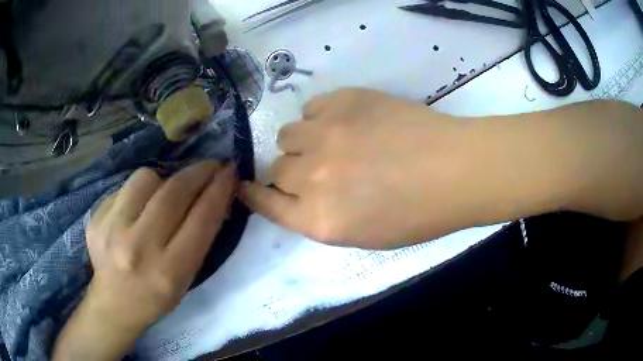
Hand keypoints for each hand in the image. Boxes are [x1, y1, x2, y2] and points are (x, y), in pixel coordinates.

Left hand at [87, 161, 235, 325]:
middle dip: (198, 172)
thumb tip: (213, 194)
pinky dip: (138, 192)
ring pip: (146, 178)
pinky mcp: (96, 218)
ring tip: (164, 192)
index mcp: (168, 271)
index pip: (201, 219)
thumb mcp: (186, 279)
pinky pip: (125, 187)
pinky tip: (138, 208)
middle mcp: (138, 248)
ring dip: (163, 179)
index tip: (230, 172)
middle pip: (174, 192)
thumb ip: (199, 239)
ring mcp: (111, 230)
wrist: (114, 304)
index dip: (219, 190)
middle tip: (210, 166)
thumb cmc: (156, 296)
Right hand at [240, 88, 476, 248]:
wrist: (455, 170)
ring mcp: (326, 134)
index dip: (253, 194)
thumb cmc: (418, 214)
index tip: (246, 186)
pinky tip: (344, 122)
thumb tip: (298, 195)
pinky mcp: (343, 102)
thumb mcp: (364, 235)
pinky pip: (311, 108)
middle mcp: (314, 178)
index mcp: (321, 220)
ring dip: (302, 143)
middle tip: (317, 169)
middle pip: (277, 169)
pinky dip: (320, 118)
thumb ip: (322, 217)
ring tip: (330, 142)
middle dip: (290, 172)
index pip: (267, 204)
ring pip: (288, 134)